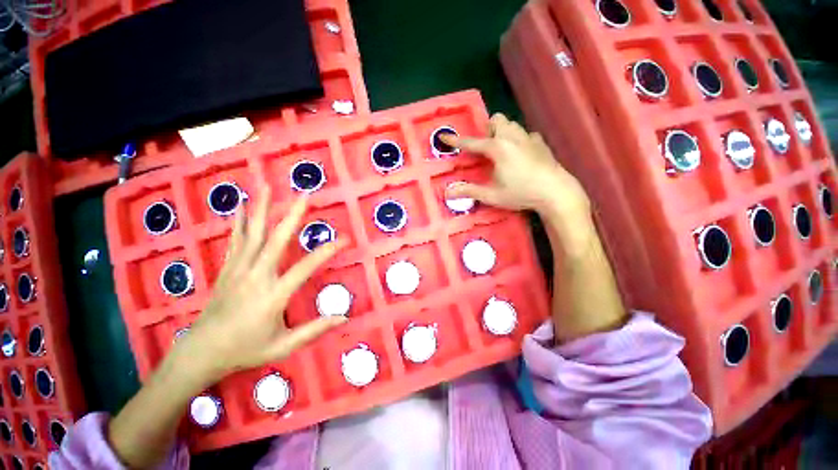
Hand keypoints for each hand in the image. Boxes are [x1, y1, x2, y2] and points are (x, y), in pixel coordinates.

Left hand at [178, 185, 346, 382]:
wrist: (201, 353)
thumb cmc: (245, 350)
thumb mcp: (283, 346)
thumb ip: (314, 330)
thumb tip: (344, 317)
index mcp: (273, 295)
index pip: (306, 267)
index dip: (327, 251)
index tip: (344, 239)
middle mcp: (256, 276)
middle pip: (276, 240)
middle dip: (292, 215)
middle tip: (304, 196)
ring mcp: (238, 270)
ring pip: (252, 234)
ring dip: (261, 208)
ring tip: (267, 186)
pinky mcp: (227, 269)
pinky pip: (235, 240)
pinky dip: (239, 222)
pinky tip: (240, 207)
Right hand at [443, 113, 589, 222]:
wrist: (555, 192)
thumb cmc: (520, 193)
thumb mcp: (491, 195)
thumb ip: (469, 191)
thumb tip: (448, 193)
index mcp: (497, 148)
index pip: (471, 142)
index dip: (456, 141)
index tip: (444, 137)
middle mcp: (512, 137)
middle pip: (496, 121)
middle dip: (488, 130)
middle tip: (486, 149)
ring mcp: (528, 138)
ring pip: (511, 124)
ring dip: (502, 132)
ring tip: (502, 151)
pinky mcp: (540, 143)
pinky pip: (525, 134)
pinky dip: (519, 140)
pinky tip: (521, 155)